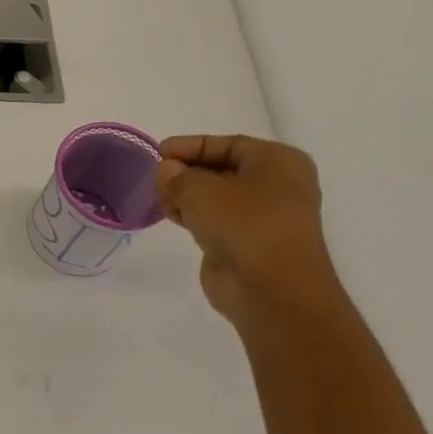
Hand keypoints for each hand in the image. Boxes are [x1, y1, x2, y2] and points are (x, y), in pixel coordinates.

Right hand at [155, 134, 343, 327]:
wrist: (271, 289)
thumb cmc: (244, 225)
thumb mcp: (201, 190)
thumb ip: (177, 176)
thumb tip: (166, 171)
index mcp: (278, 161)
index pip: (227, 144)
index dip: (190, 145)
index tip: (158, 151)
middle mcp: (276, 185)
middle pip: (223, 169)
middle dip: (187, 171)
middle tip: (155, 176)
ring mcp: (263, 216)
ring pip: (218, 196)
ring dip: (187, 196)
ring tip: (158, 198)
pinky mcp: (248, 243)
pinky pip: (217, 220)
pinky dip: (194, 216)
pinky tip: (171, 217)